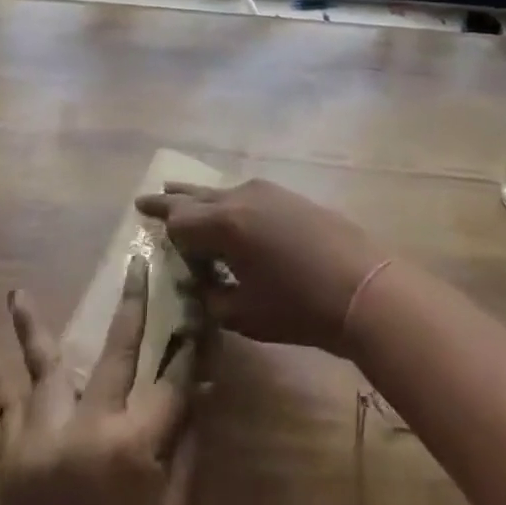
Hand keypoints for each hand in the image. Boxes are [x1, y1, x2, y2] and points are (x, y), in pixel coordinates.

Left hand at [0, 261, 200, 504]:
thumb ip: (186, 449)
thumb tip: (204, 385)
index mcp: (133, 444)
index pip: (174, 379)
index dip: (192, 346)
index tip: (199, 310)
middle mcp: (88, 426)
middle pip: (119, 349)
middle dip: (135, 303)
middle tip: (138, 263)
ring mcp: (43, 436)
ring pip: (44, 364)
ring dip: (32, 326)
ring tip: (16, 292)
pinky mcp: (11, 456)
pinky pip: (2, 407)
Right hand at [136, 179, 385, 354]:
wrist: (359, 283)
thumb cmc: (298, 306)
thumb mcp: (244, 313)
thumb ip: (211, 297)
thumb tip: (197, 284)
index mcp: (224, 223)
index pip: (178, 221)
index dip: (163, 232)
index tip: (148, 236)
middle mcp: (239, 196)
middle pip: (195, 196)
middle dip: (170, 200)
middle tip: (145, 200)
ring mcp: (264, 190)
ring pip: (219, 191)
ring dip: (198, 199)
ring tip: (178, 195)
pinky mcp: (284, 195)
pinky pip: (242, 195)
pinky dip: (224, 203)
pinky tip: (224, 215)